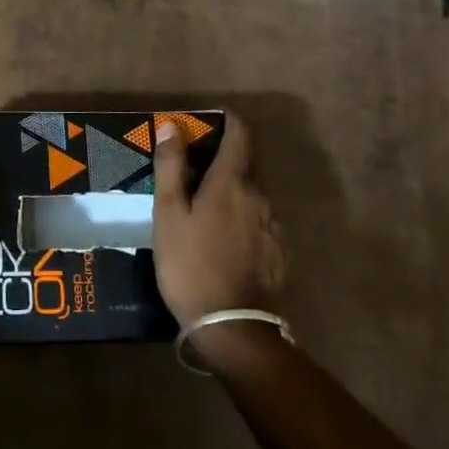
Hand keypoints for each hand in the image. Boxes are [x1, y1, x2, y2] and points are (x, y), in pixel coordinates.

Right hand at [151, 113, 285, 330]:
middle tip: (195, 167)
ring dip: (234, 189)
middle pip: (248, 163)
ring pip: (254, 193)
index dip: (229, 121)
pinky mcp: (280, 252)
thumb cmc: (191, 265)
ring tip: (206, 206)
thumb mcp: (169, 214)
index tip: (210, 120)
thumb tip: (173, 126)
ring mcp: (275, 226)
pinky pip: (261, 220)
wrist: (234, 328)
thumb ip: (171, 167)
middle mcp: (261, 196)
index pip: (241, 134)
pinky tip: (224, 238)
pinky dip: (243, 216)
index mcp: (233, 182)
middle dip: (226, 157)